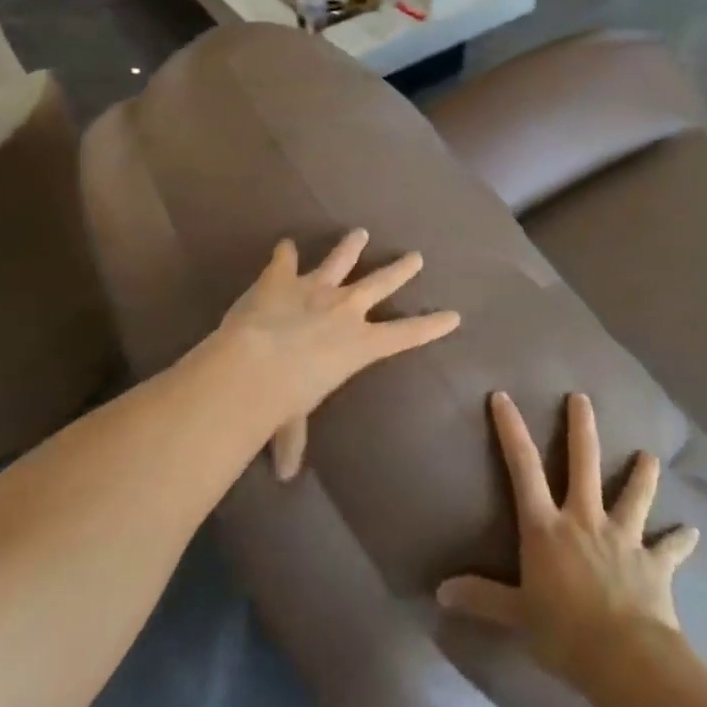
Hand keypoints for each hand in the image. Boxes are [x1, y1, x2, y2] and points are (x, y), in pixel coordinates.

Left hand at [211, 229, 459, 480]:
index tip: (454, 314)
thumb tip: (283, 474)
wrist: (252, 364)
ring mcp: (314, 287)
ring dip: (350, 246)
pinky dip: (284, 252)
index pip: (406, 334)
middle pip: (381, 283)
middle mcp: (344, 309)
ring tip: (360, 232)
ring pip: (341, 259)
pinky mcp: (281, 277)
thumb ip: (292, 439)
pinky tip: (283, 243)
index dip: (432, 326)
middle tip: (416, 256)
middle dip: (401, 269)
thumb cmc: (283, 401)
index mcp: (359, 344)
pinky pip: (285, 258)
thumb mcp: (292, 421)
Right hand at [437, 391, 698, 680]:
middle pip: (583, 463)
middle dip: (581, 427)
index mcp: (547, 528)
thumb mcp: (516, 616)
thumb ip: (481, 599)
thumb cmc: (563, 632)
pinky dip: (681, 540)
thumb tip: (439, 593)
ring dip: (642, 475)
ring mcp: (623, 537)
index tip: (503, 396)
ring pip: (633, 495)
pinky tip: (694, 531)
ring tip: (649, 456)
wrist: (625, 657)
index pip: (523, 469)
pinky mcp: (654, 563)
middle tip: (582, 397)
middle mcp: (584, 520)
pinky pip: (670, 548)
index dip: (511, 430)